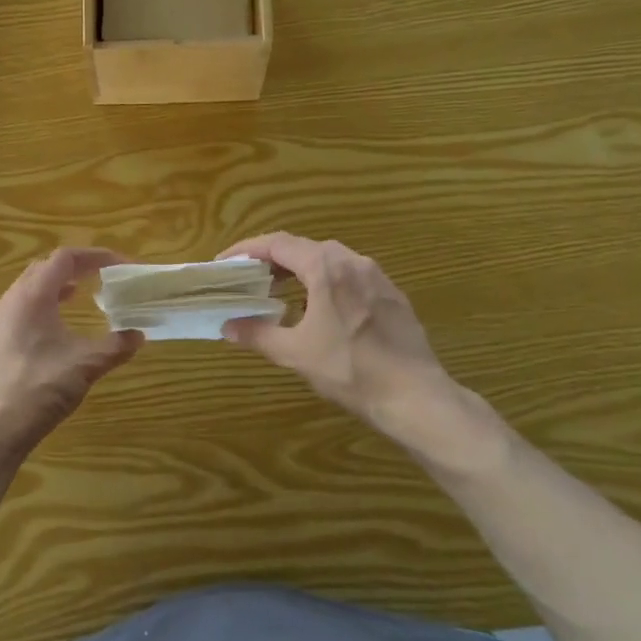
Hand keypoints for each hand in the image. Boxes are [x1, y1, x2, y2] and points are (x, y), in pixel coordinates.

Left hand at [0, 248, 142, 463]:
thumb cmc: (38, 390)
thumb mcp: (85, 366)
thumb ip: (115, 346)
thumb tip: (138, 336)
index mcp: (32, 296)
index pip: (64, 258)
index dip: (95, 256)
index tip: (120, 265)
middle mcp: (10, 301)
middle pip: (44, 269)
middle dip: (75, 268)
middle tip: (101, 277)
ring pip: (29, 290)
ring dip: (56, 287)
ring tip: (80, 296)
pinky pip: (20, 311)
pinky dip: (43, 308)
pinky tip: (55, 331)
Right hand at [219, 232, 489, 454]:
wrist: (415, 396)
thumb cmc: (350, 369)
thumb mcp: (295, 353)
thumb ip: (258, 334)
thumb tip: (227, 327)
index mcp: (326, 268)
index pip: (278, 244)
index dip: (247, 249)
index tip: (225, 263)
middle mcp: (353, 262)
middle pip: (304, 248)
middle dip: (272, 260)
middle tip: (249, 279)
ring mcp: (377, 277)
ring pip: (330, 261)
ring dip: (300, 271)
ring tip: (279, 294)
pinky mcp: (392, 295)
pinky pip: (350, 277)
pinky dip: (325, 283)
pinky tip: (320, 311)